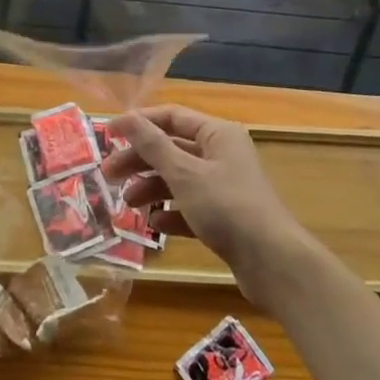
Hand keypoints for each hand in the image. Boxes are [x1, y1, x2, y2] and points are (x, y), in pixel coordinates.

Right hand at [103, 104, 315, 304]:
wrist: (272, 262)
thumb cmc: (226, 206)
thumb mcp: (184, 173)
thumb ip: (152, 145)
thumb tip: (126, 117)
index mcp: (217, 134)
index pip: (171, 117)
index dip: (139, 123)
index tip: (106, 134)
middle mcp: (222, 154)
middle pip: (172, 149)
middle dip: (140, 160)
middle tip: (108, 175)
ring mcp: (225, 187)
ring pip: (179, 179)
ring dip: (152, 188)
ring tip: (129, 204)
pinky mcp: (225, 217)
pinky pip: (191, 207)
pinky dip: (171, 213)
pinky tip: (155, 225)